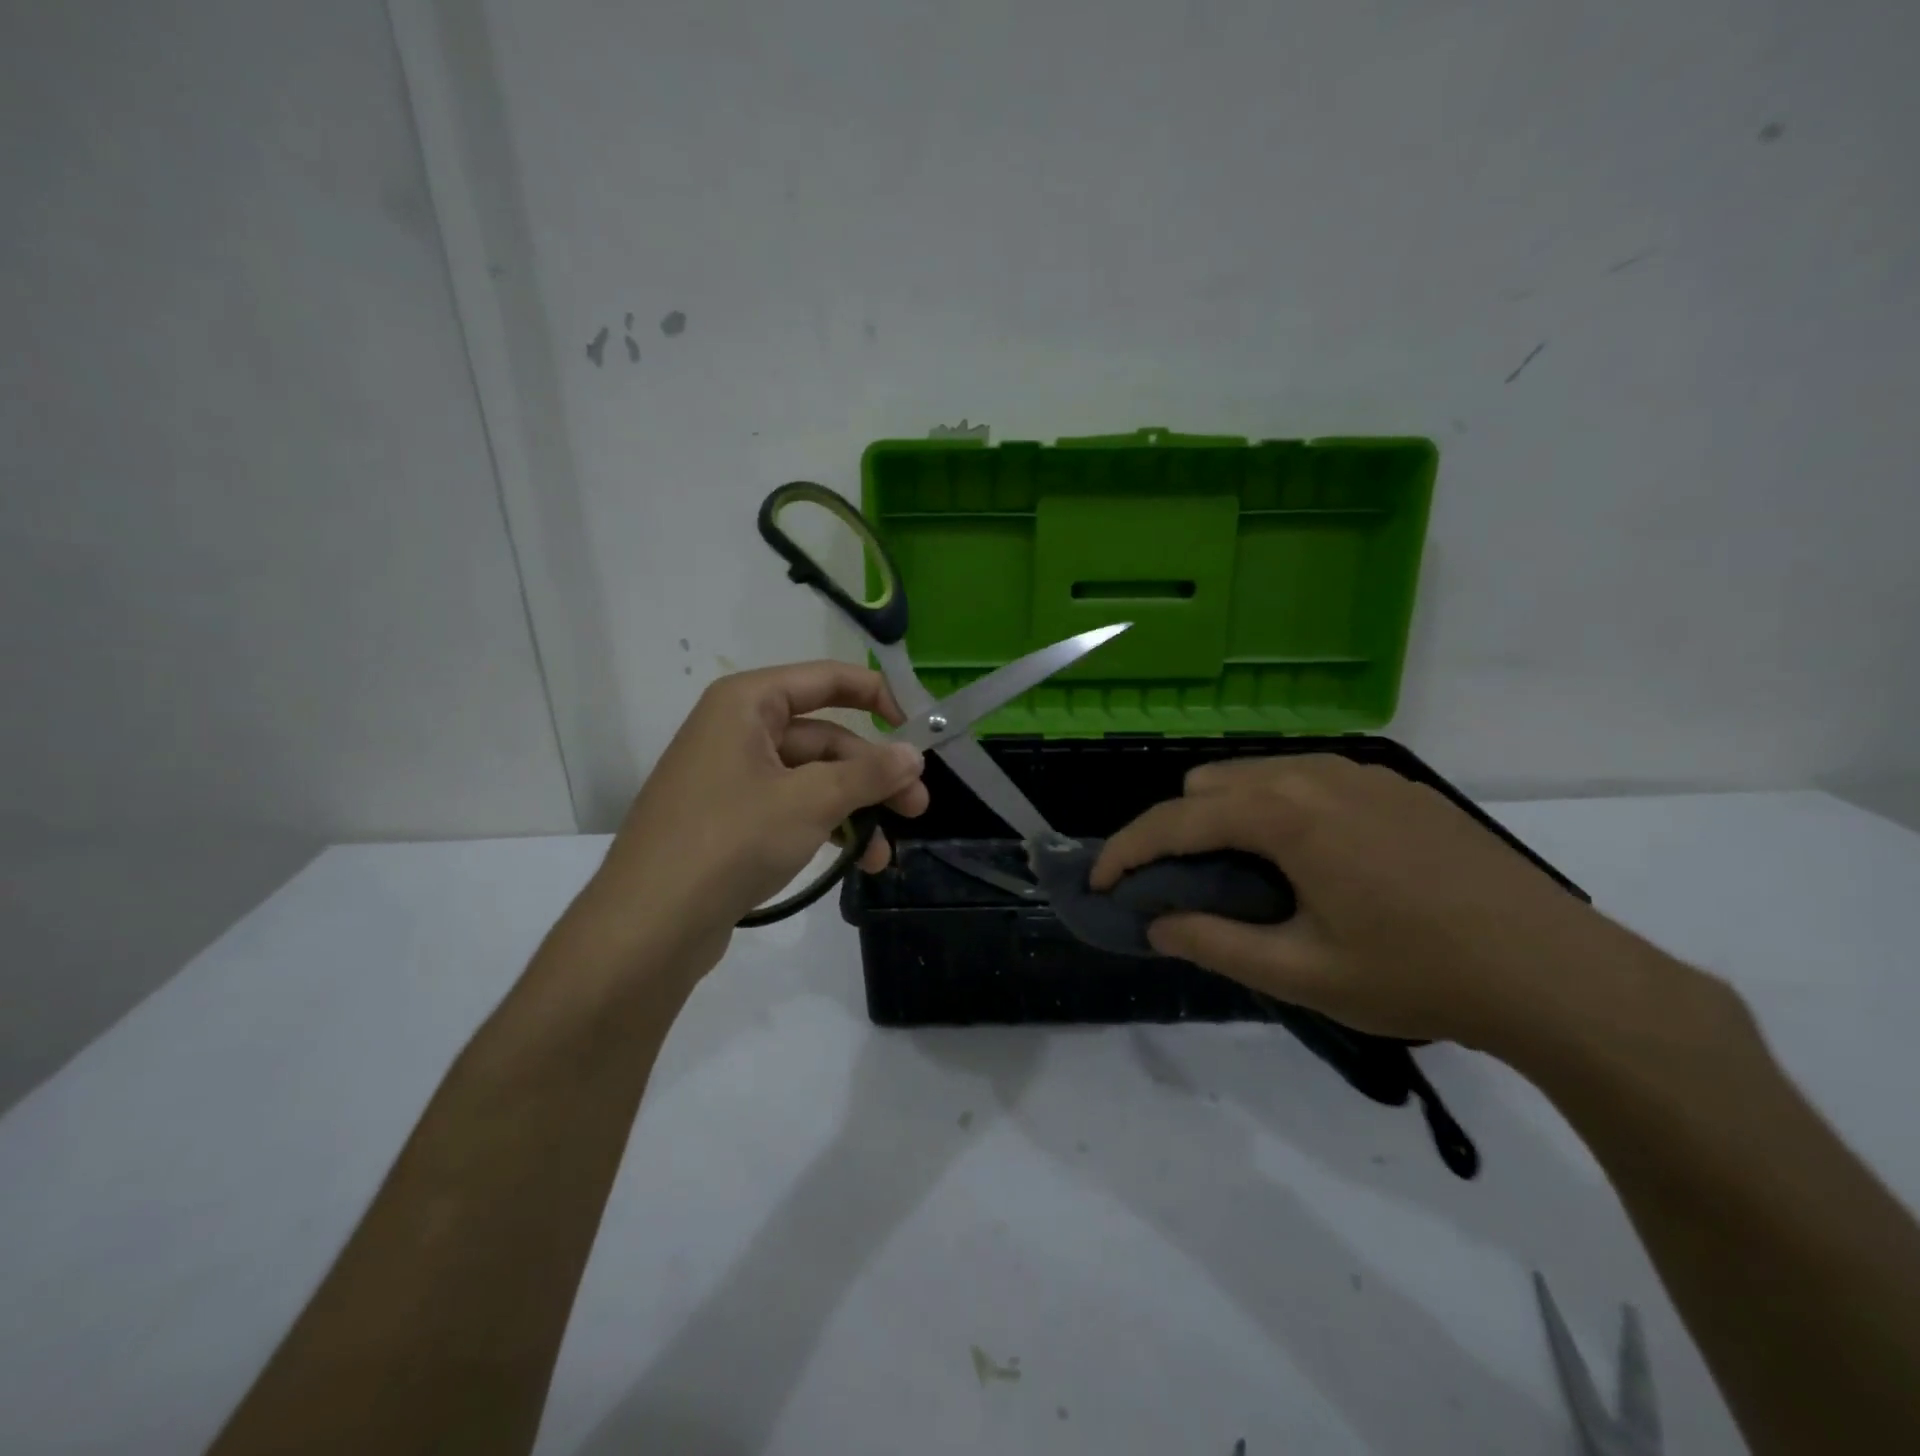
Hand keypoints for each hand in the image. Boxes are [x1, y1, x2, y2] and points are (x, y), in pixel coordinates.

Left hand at [575, 662, 927, 976]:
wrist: (648, 925)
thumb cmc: (731, 840)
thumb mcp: (810, 802)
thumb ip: (869, 774)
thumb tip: (914, 754)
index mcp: (747, 703)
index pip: (826, 680)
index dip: (877, 696)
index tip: (918, 728)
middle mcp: (737, 730)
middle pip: (824, 738)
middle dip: (873, 774)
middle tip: (917, 807)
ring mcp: (730, 778)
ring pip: (811, 780)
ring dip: (854, 810)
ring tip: (885, 854)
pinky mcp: (729, 821)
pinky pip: (790, 808)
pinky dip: (825, 828)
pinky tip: (854, 862)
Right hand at [1091, 755, 1619, 1048]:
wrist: (1557, 973)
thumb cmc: (1419, 975)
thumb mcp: (1303, 973)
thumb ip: (1214, 943)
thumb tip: (1157, 923)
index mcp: (1284, 814)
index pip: (1175, 822)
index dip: (1127, 851)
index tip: (1102, 882)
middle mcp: (1312, 774)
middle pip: (1207, 785)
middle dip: (1176, 831)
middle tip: (1181, 887)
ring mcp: (1358, 773)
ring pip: (1255, 775)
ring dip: (1224, 817)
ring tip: (1241, 876)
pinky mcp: (1393, 785)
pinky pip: (1303, 780)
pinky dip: (1274, 809)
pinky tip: (1306, 862)